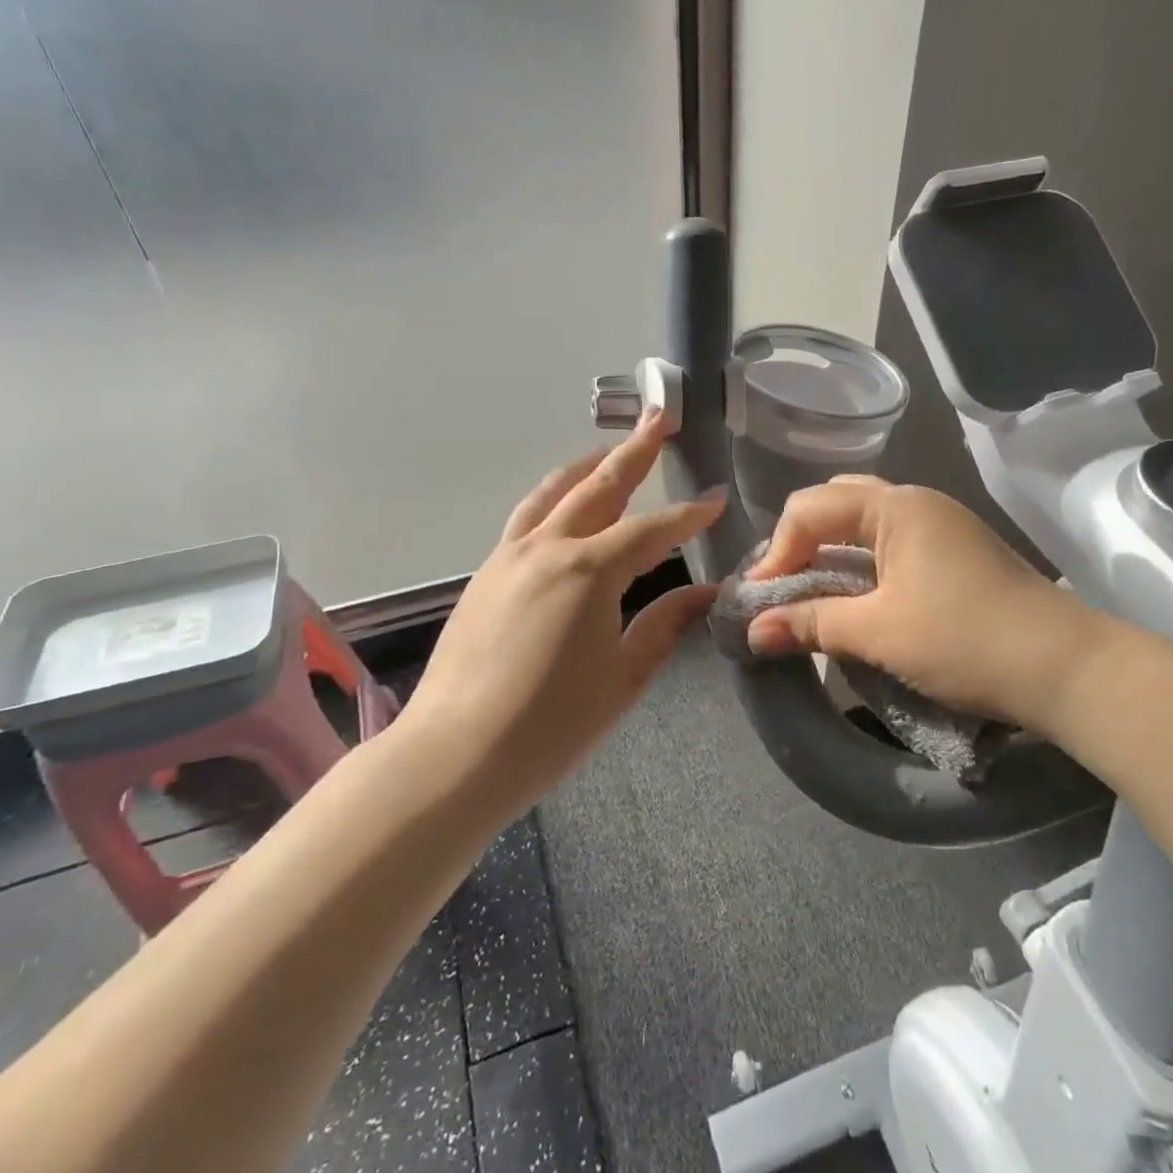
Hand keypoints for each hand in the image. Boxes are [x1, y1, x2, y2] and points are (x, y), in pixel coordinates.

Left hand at [402, 409, 722, 811]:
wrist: (456, 754)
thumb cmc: (552, 723)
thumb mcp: (625, 676)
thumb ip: (665, 624)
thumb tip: (705, 593)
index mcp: (589, 570)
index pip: (652, 529)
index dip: (688, 514)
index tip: (716, 497)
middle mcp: (547, 548)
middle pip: (598, 486)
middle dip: (634, 451)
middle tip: (661, 418)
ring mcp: (508, 557)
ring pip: (552, 494)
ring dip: (587, 467)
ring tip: (610, 451)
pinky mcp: (485, 574)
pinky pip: (526, 519)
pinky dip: (554, 499)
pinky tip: (566, 509)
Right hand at [744, 477, 1111, 727]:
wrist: (1068, 669)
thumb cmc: (966, 640)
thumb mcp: (879, 632)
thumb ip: (811, 624)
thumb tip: (753, 631)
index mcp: (896, 505)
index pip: (810, 508)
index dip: (777, 551)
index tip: (760, 599)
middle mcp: (917, 501)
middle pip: (837, 504)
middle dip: (801, 543)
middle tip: (784, 587)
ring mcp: (941, 524)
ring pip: (866, 523)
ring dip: (832, 554)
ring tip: (813, 594)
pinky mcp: (956, 552)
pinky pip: (891, 543)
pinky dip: (862, 564)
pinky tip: (857, 598)